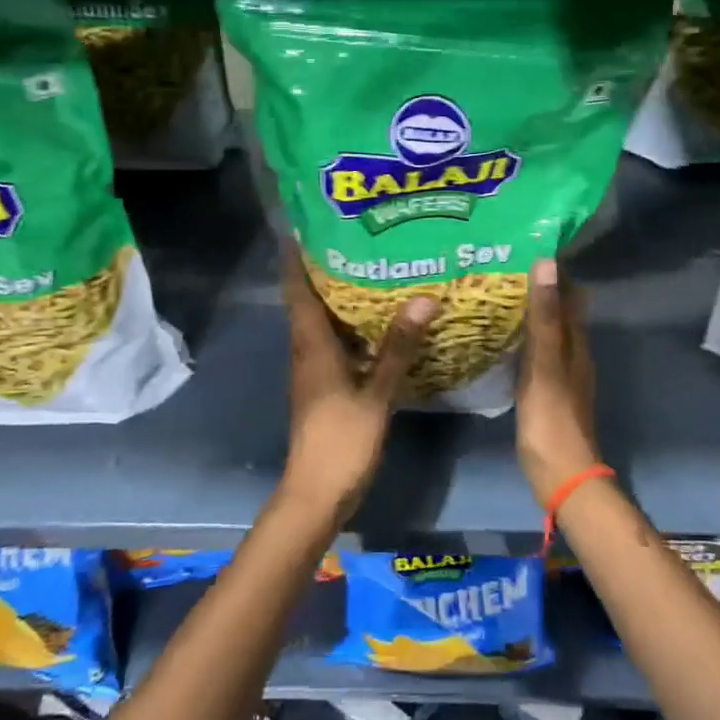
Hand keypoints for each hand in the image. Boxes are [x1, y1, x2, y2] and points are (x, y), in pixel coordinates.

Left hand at [279, 244, 435, 523]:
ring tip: (373, 270)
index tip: (305, 226)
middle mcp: (307, 351)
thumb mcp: (376, 393)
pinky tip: (380, 324)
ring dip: (339, 298)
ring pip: (323, 323)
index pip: (297, 290)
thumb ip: (399, 347)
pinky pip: (336, 344)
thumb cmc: (341, 440)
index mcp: (311, 345)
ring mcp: (314, 371)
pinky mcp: (325, 387)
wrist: (317, 493)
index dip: (297, 258)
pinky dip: (352, 328)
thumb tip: (423, 299)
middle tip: (357, 239)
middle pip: (309, 301)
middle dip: (325, 270)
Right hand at [516, 258, 601, 504]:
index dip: (554, 272)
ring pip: (548, 332)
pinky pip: (536, 353)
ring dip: (530, 313)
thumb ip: (545, 316)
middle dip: (538, 289)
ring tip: (494, 296)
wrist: (560, 474)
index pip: (571, 294)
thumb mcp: (544, 362)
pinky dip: (522, 338)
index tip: (524, 249)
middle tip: (499, 270)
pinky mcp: (547, 391)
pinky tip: (499, 339)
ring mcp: (561, 374)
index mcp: (577, 343)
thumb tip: (547, 263)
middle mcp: (574, 354)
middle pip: (560, 312)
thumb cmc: (551, 417)